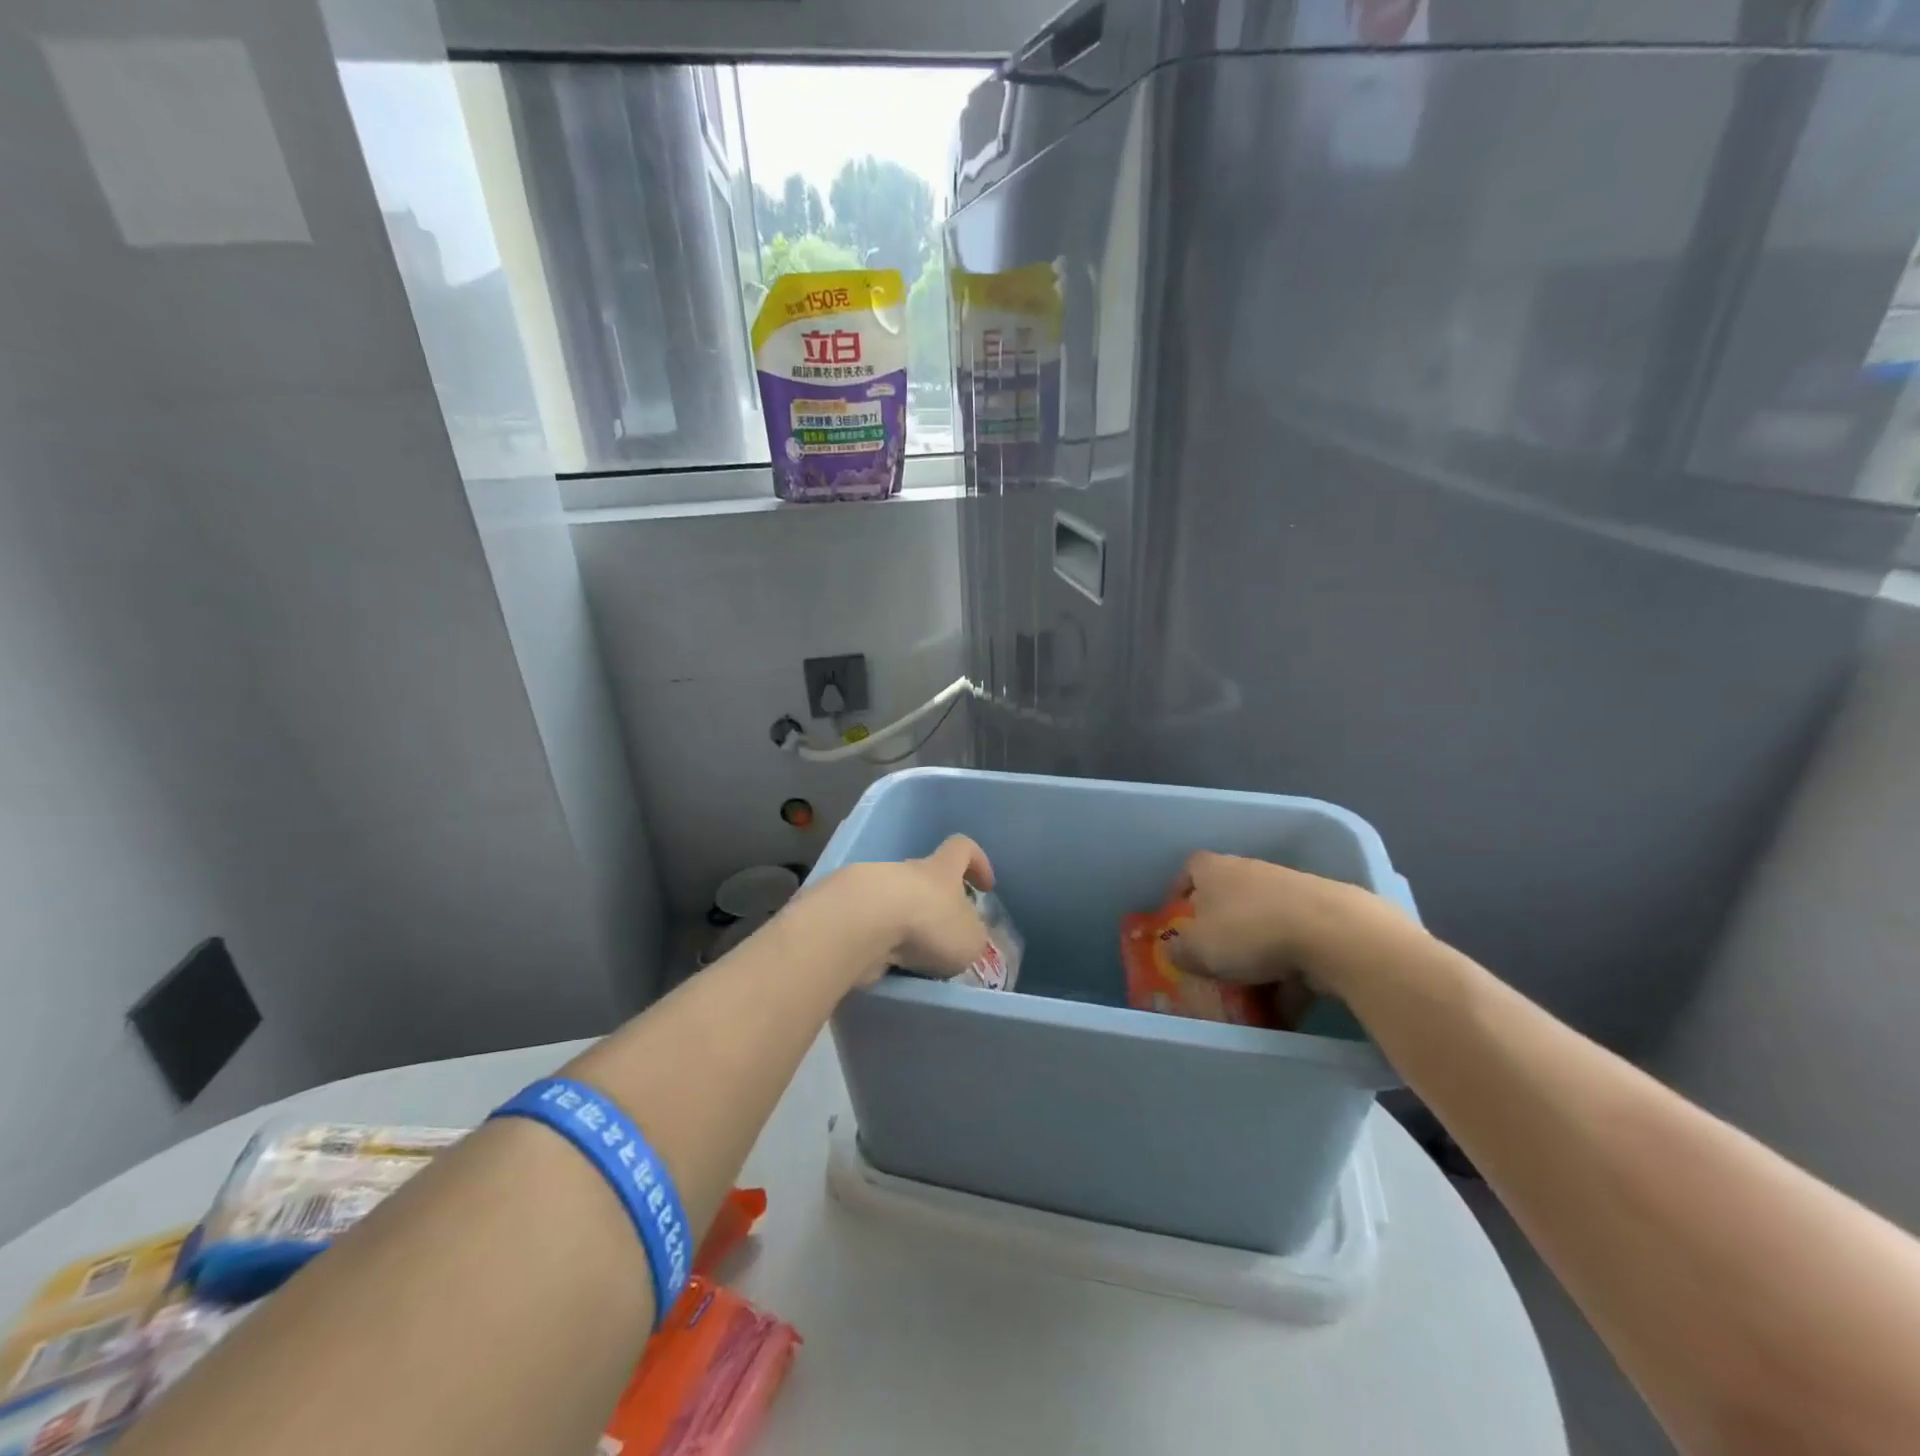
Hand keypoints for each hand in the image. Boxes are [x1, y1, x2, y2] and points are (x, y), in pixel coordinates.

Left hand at [829, 835, 995, 985]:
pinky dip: (875, 942)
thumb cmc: (928, 923)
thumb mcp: (969, 939)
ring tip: (909, 959)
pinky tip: (880, 964)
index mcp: (940, 869)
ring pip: (892, 902)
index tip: (985, 887)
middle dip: (933, 905)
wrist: (860, 923)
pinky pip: (867, 924)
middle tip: (942, 938)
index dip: (977, 862)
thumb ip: (970, 937)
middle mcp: (905, 871)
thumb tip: (963, 938)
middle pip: (923, 878)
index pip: (961, 848)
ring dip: (901, 926)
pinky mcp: (843, 910)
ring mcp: (870, 887)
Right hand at [1168, 851, 1413, 996]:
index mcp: (1215, 870)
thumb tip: (1174, 949)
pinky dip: (1289, 974)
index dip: (1180, 889)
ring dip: (1256, 957)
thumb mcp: (1198, 948)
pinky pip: (1295, 947)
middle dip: (1221, 931)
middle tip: (1212, 960)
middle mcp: (1251, 872)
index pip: (1190, 868)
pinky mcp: (1324, 917)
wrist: (1334, 933)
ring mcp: (1291, 893)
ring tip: (1251, 994)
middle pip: (1229, 898)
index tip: (1177, 915)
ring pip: (1263, 925)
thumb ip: (1178, 950)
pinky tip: (1287, 1006)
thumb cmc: (1250, 932)